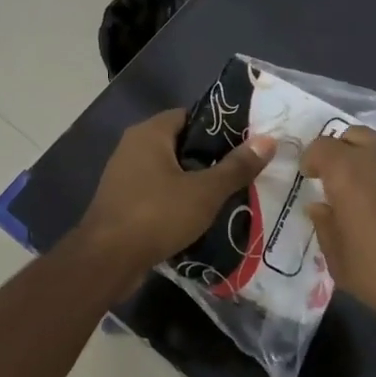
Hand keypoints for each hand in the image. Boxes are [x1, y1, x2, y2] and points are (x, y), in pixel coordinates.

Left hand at [75, 108, 276, 275]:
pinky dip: (176, 201)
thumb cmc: (156, 215)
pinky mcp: (122, 203)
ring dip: (194, 183)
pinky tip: (200, 217)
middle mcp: (132, 147)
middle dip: (210, 158)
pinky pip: (157, 193)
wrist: (106, 261)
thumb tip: (269, 140)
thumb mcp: (205, 192)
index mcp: (149, 133)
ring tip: (228, 195)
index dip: (218, 127)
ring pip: (169, 171)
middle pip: (180, 144)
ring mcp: (124, 176)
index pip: (189, 116)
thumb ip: (236, 166)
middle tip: (242, 171)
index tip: (245, 143)